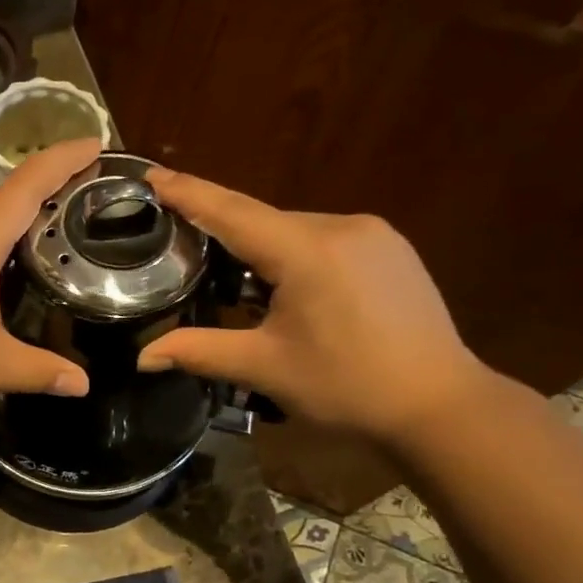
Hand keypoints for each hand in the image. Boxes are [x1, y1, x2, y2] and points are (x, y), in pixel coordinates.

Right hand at [136, 168, 489, 444]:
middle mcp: (342, 227)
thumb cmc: (347, 387)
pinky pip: (325, 240)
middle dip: (222, 232)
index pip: (232, 212)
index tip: (151, 176)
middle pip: (263, 220)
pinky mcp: (391, 250)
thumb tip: (141, 358)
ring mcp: (374, 235)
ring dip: (260, 250)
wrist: (441, 405)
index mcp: (307, 251)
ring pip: (294, 230)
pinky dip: (294, 255)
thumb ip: (199, 351)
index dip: (188, 193)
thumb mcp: (264, 368)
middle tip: (183, 250)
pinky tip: (288, 290)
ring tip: (237, 288)